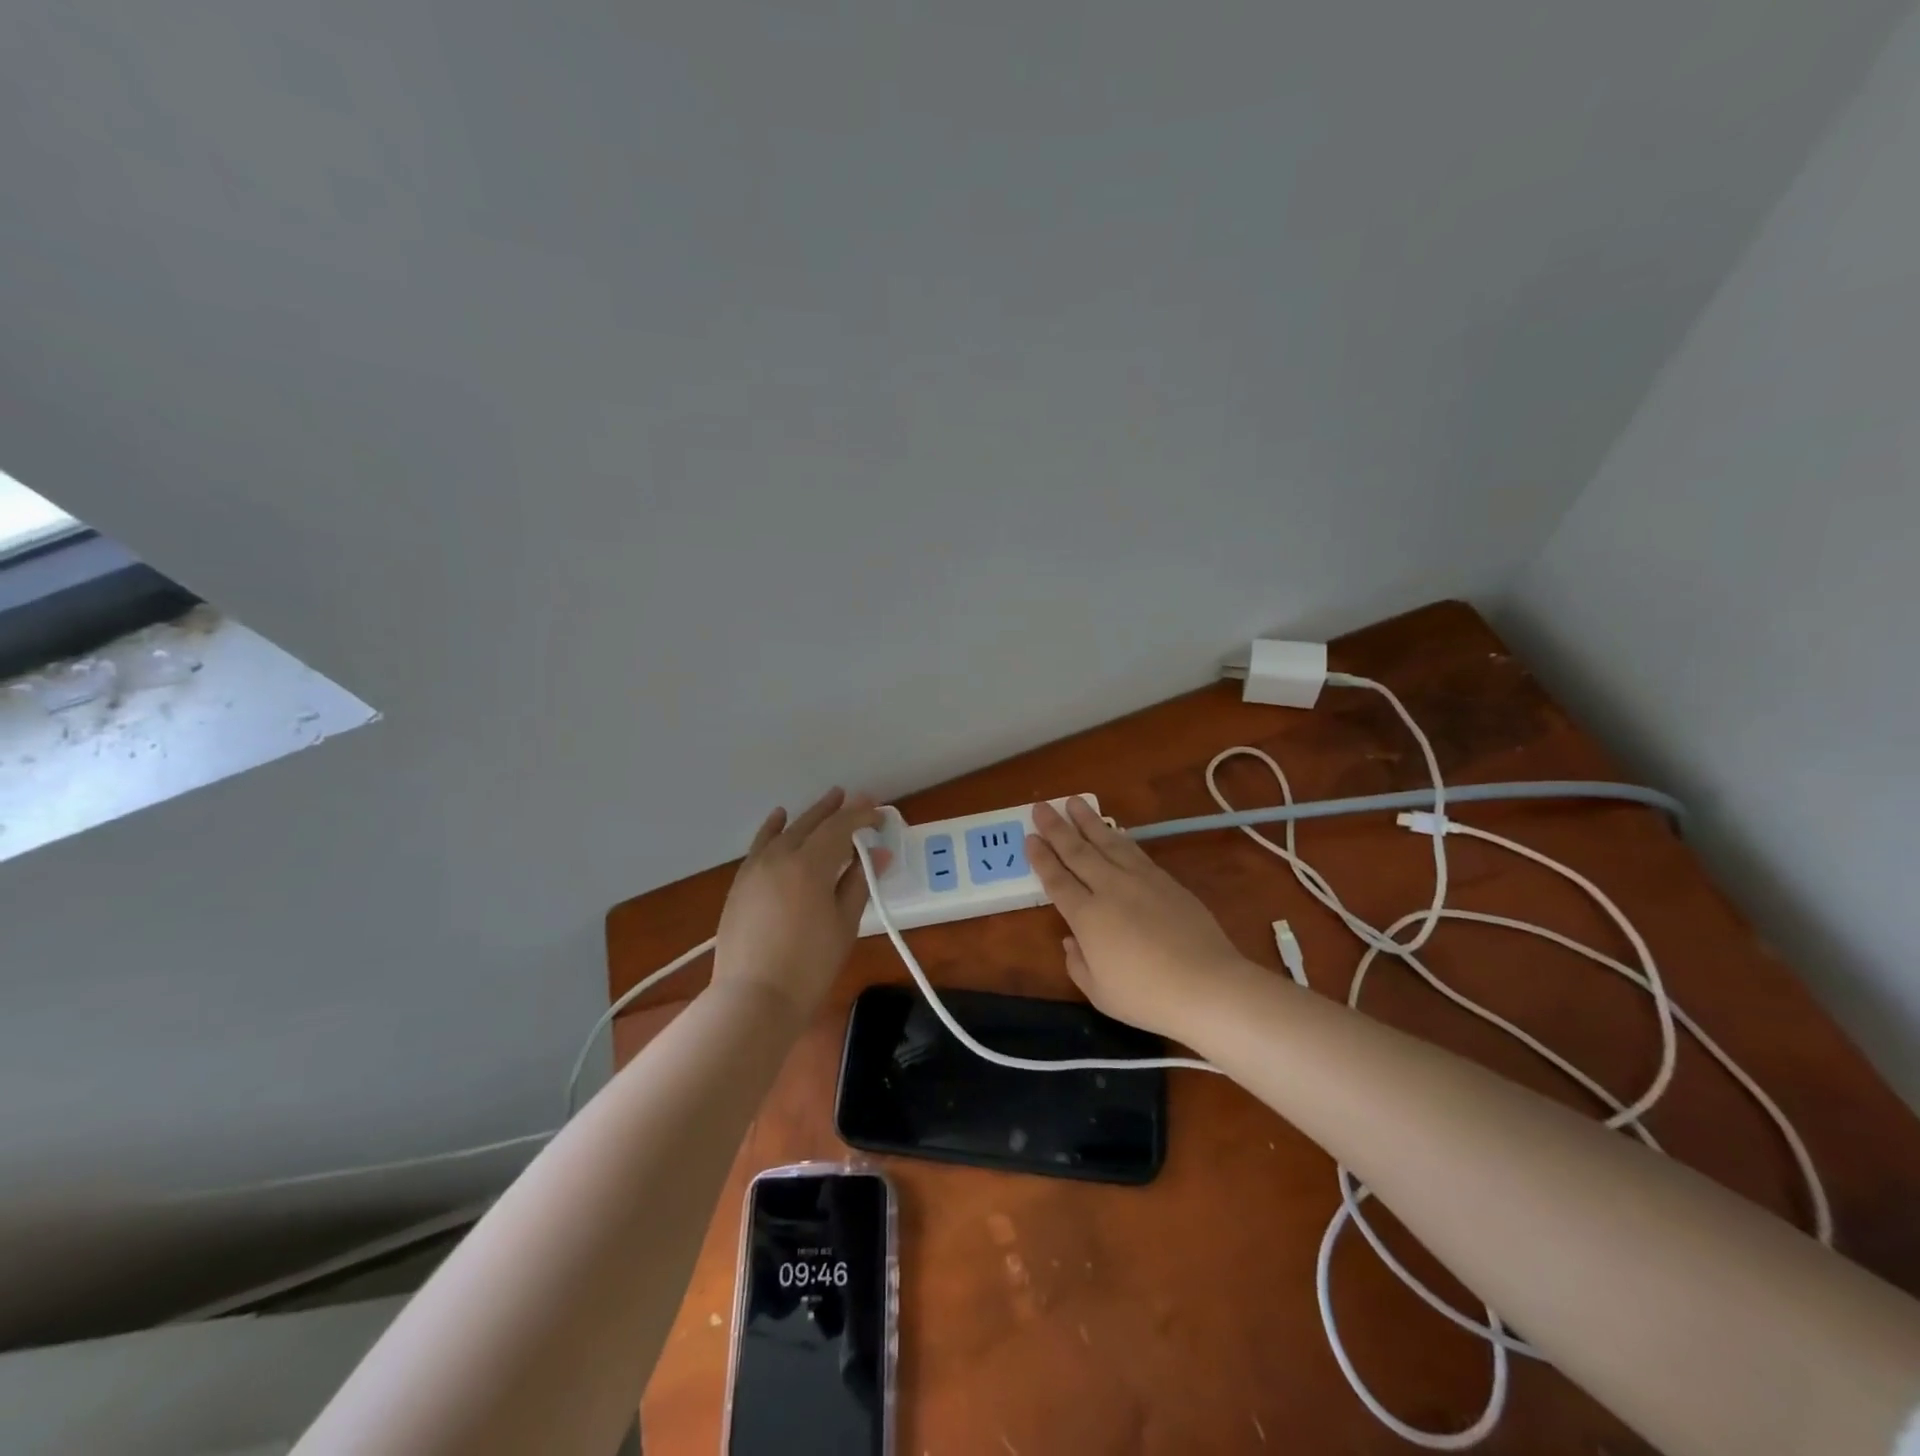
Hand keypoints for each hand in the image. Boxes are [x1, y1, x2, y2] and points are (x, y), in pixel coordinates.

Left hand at [711, 788, 885, 1027]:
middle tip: (855, 798)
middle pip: (812, 823)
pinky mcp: (741, 883)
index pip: (840, 827)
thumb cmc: (810, 964)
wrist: (753, 997)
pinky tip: (779, 818)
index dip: (861, 817)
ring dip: (809, 815)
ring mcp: (756, 868)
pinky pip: (760, 845)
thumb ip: (859, 882)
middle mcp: (781, 856)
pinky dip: (773, 829)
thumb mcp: (844, 923)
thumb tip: (878, 854)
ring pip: (786, 831)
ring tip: (827, 801)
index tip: (879, 815)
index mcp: (810, 864)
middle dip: (836, 809)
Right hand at [1027, 798, 1252, 1039]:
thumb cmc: (1147, 997)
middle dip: (1057, 828)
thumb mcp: (1100, 993)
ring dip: (1088, 821)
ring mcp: (1140, 880)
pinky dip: (1119, 838)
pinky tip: (1113, 831)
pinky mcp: (1167, 881)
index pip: (1057, 880)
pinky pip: (1134, 851)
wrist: (1208, 986)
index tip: (1030, 838)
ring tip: (1074, 802)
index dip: (1041, 858)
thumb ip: (1078, 964)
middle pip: (1077, 852)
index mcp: (1086, 916)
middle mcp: (1109, 889)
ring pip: (1107, 842)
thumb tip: (1070, 940)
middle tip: (1041, 806)